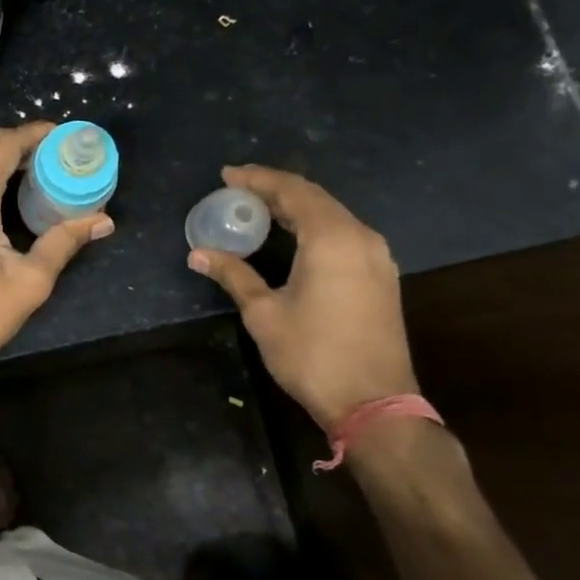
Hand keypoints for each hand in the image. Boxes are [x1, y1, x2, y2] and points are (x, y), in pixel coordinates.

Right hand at [189, 165, 417, 431]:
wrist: (375, 404)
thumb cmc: (313, 354)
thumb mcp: (264, 313)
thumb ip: (234, 275)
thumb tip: (198, 254)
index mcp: (332, 238)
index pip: (292, 191)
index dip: (257, 179)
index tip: (227, 176)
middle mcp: (360, 237)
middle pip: (314, 197)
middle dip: (275, 188)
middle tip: (239, 189)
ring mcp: (377, 257)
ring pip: (332, 214)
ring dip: (296, 207)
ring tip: (260, 209)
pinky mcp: (381, 276)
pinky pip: (344, 233)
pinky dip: (314, 225)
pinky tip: (293, 236)